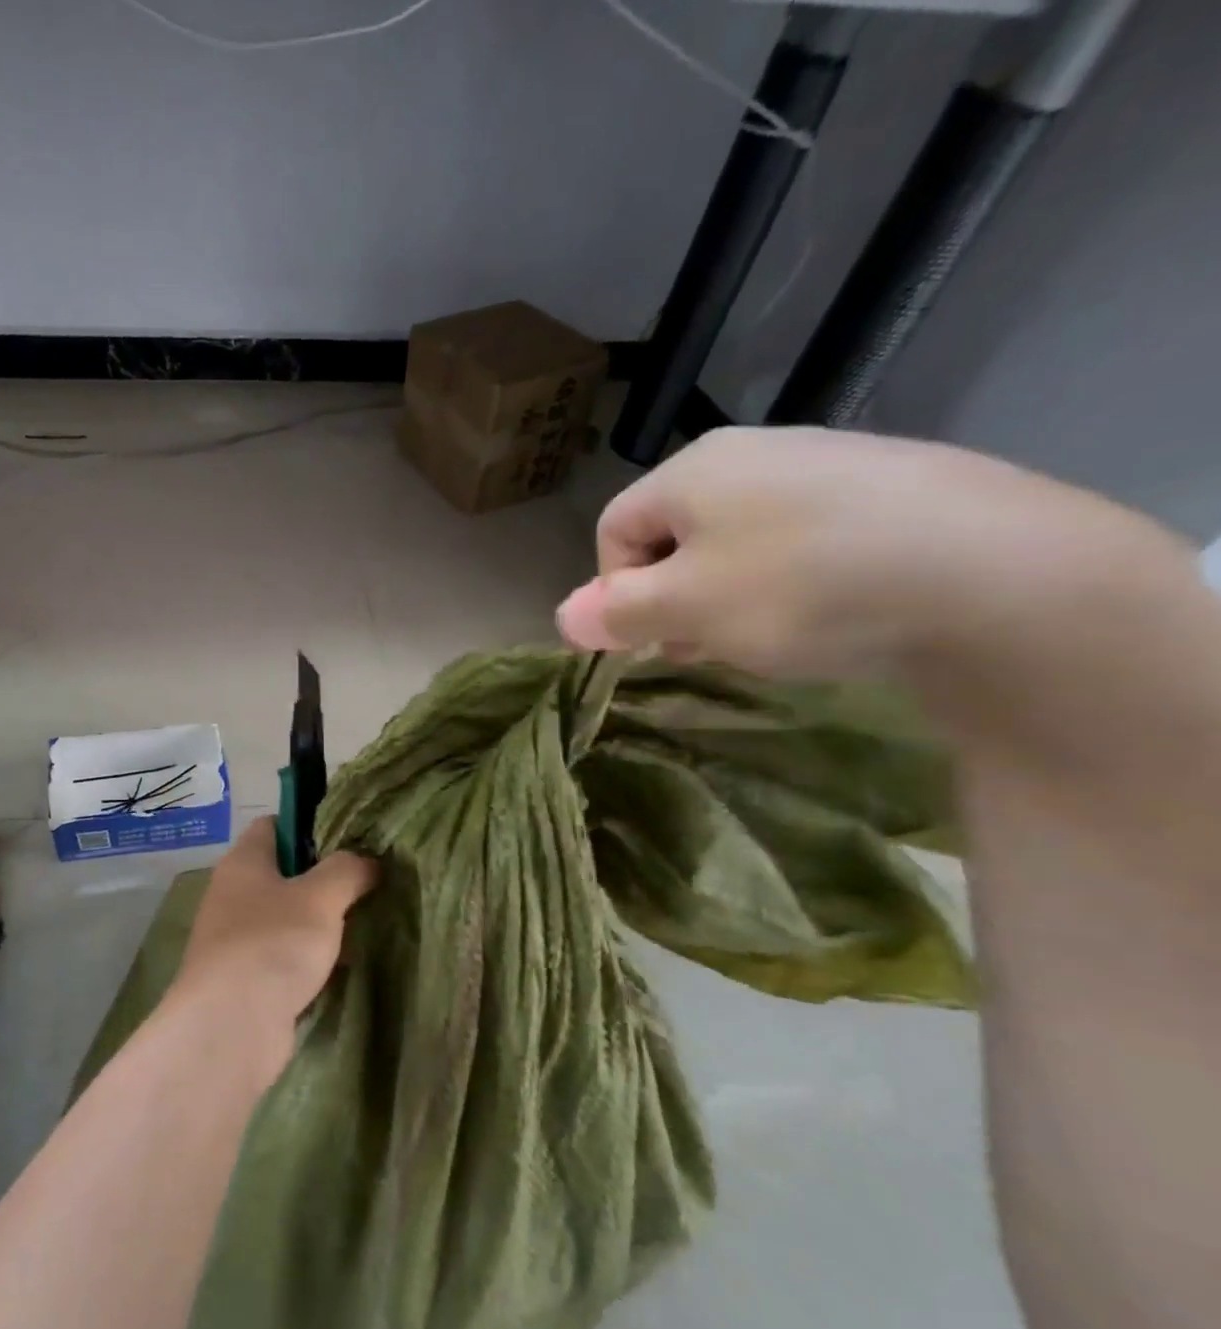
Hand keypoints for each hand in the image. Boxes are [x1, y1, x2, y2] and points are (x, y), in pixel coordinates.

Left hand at [169, 818, 376, 1055]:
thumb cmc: (273, 945)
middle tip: (369, 882)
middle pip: (284, 873)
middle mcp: (233, 894)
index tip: (349, 837)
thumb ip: (348, 870)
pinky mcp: (247, 978)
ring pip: (287, 917)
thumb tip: (368, 862)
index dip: (309, 825)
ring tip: (366, 922)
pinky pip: (285, 956)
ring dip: (321, 922)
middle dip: (325, 878)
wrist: (230, 1027)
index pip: (274, 825)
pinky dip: (311, 958)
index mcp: (243, 862)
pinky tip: (344, 965)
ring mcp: (237, 938)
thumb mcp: (321, 896)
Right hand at [556, 426, 1180, 679]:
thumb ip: (615, 614)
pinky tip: (831, 612)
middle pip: (676, 534)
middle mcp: (753, 451)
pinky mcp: (890, 487)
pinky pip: (805, 536)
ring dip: (729, 594)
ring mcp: (827, 462)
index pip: (613, 530)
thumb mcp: (687, 610)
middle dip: (674, 596)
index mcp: (693, 470)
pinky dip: (794, 580)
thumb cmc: (802, 588)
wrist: (999, 575)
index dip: (615, 590)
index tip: (650, 638)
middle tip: (705, 644)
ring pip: (739, 539)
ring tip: (770, 635)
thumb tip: (562, 617)